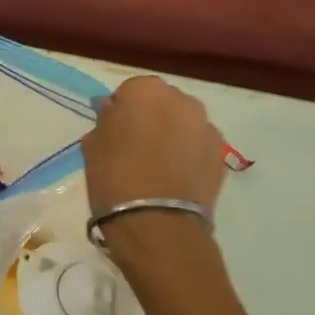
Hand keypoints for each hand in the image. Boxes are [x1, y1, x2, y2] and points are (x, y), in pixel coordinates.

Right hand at [81, 76, 226, 258]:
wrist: (158, 224)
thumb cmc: (115, 177)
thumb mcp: (93, 143)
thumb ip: (106, 119)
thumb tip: (113, 111)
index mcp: (146, 90)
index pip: (129, 91)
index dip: (121, 111)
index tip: (114, 133)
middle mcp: (182, 99)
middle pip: (161, 103)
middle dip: (151, 118)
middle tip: (135, 147)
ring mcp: (206, 127)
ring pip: (183, 123)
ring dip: (172, 135)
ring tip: (158, 165)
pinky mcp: (221, 155)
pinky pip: (199, 146)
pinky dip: (189, 154)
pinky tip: (176, 177)